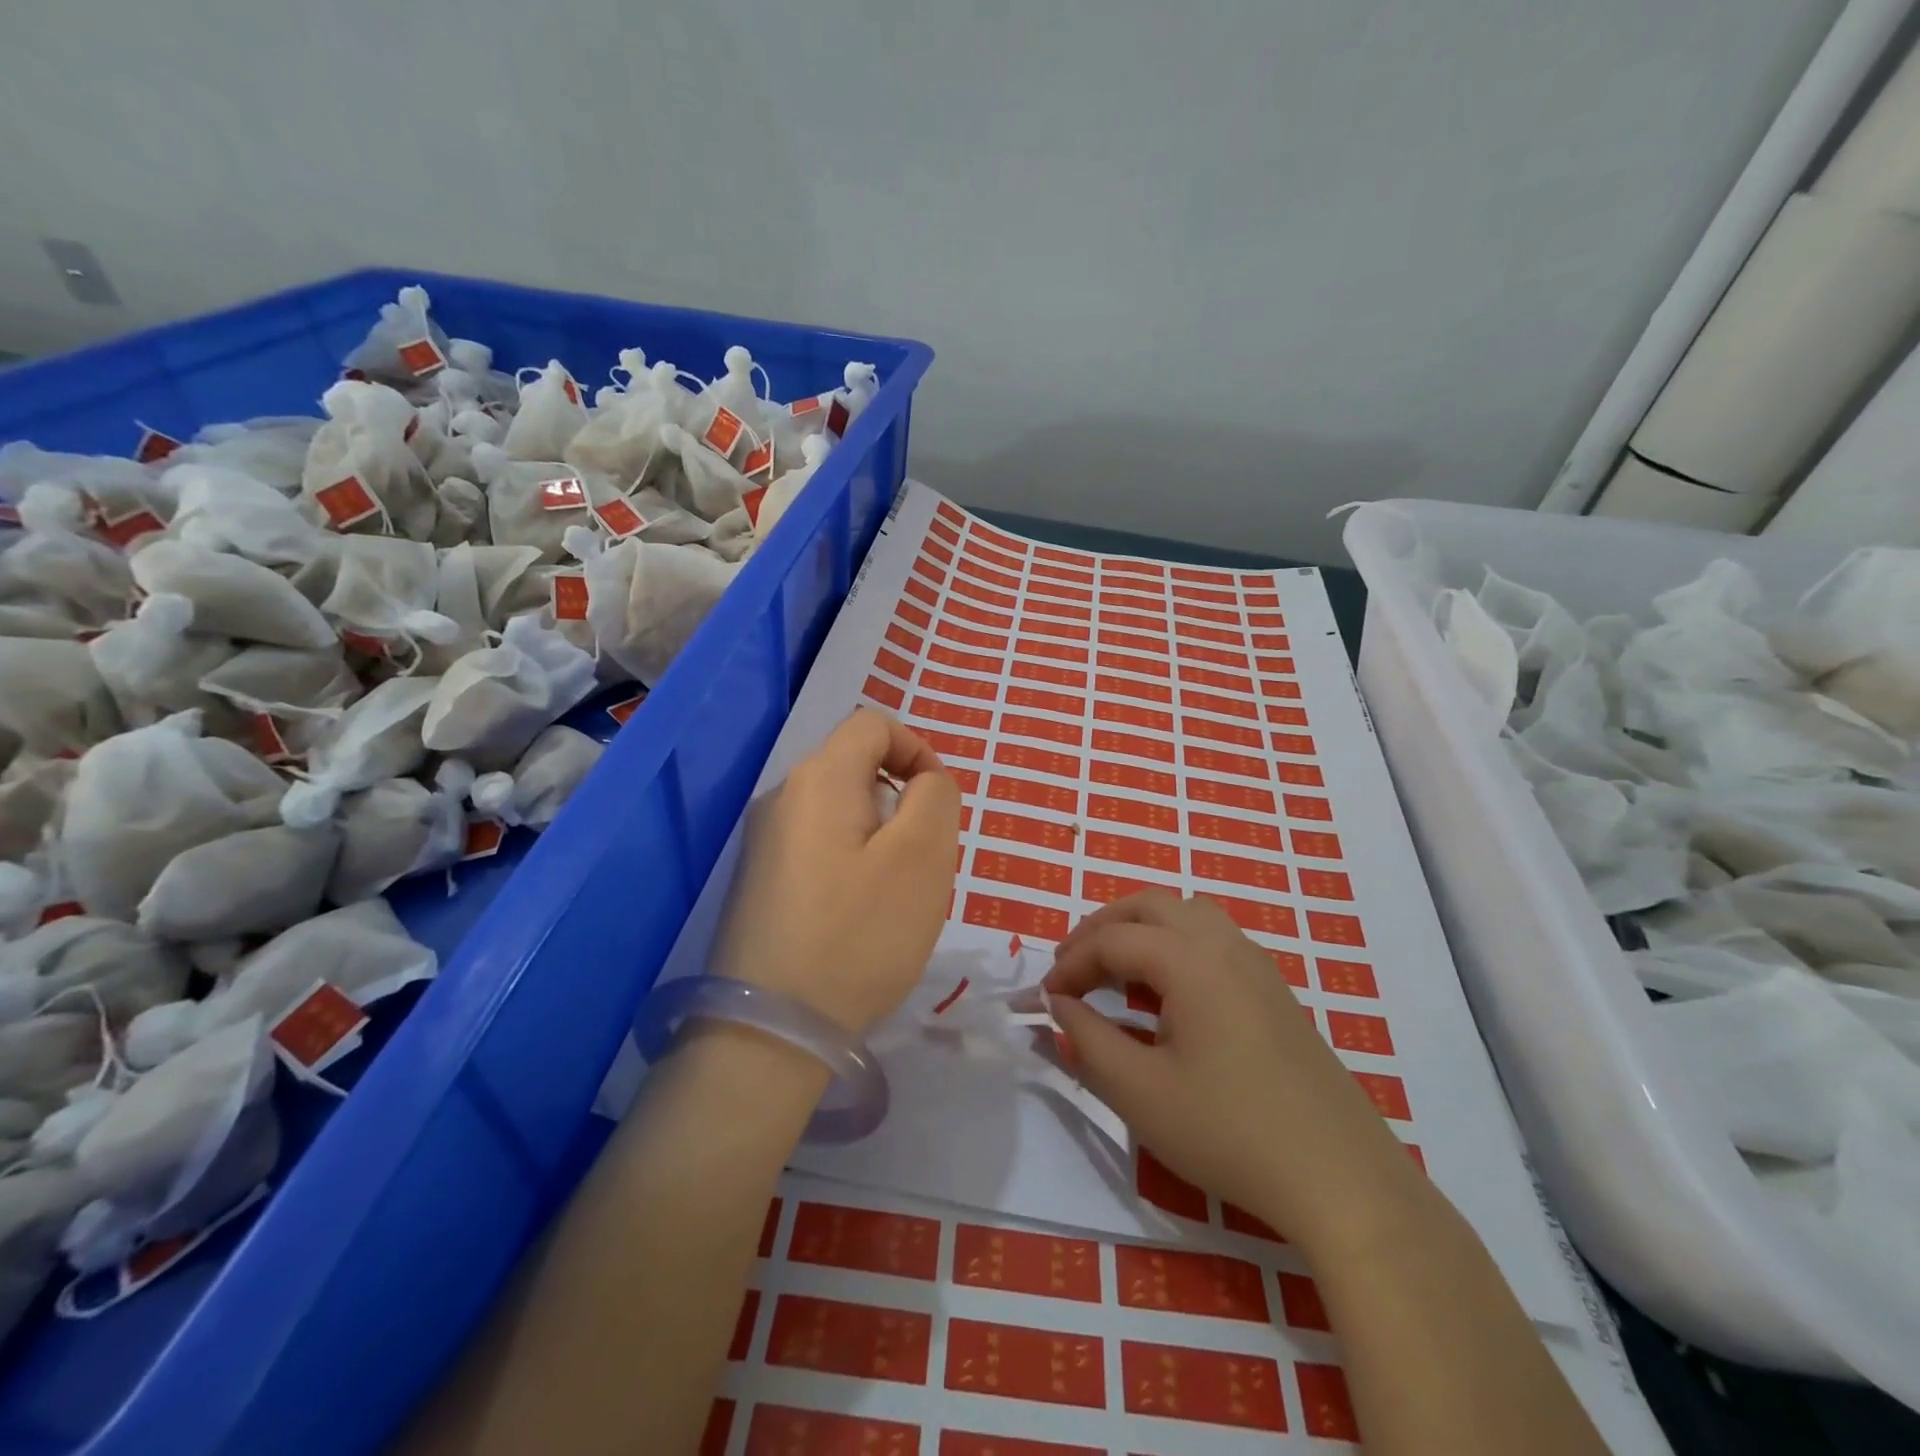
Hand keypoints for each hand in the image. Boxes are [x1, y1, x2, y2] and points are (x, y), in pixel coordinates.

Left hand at [711, 709, 960, 1035]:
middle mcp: (782, 798)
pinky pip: (820, 849)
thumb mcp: (923, 856)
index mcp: (819, 778)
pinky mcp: (761, 883)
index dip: (917, 748)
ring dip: (881, 838)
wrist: (771, 1030)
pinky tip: (858, 919)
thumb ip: (936, 797)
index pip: (873, 723)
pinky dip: (853, 865)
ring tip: (893, 897)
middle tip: (922, 862)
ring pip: (842, 813)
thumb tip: (924, 782)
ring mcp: (764, 843)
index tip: (939, 804)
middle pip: (856, 768)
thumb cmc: (859, 934)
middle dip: (902, 802)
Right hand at [1043, 892, 1418, 1247]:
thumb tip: (1058, 1005)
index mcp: (1190, 960)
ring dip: (1142, 928)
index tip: (1044, 999)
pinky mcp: (1276, 991)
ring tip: (1116, 969)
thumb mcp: (1139, 1092)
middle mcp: (1225, 945)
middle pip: (1150, 906)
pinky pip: (1214, 940)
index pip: (1112, 941)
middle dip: (1102, 927)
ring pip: (1187, 914)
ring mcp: (1257, 965)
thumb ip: (1087, 1039)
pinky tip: (1169, 992)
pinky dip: (1175, 944)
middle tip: (1072, 965)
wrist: (1341, 1180)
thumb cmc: (1229, 1131)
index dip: (1070, 964)